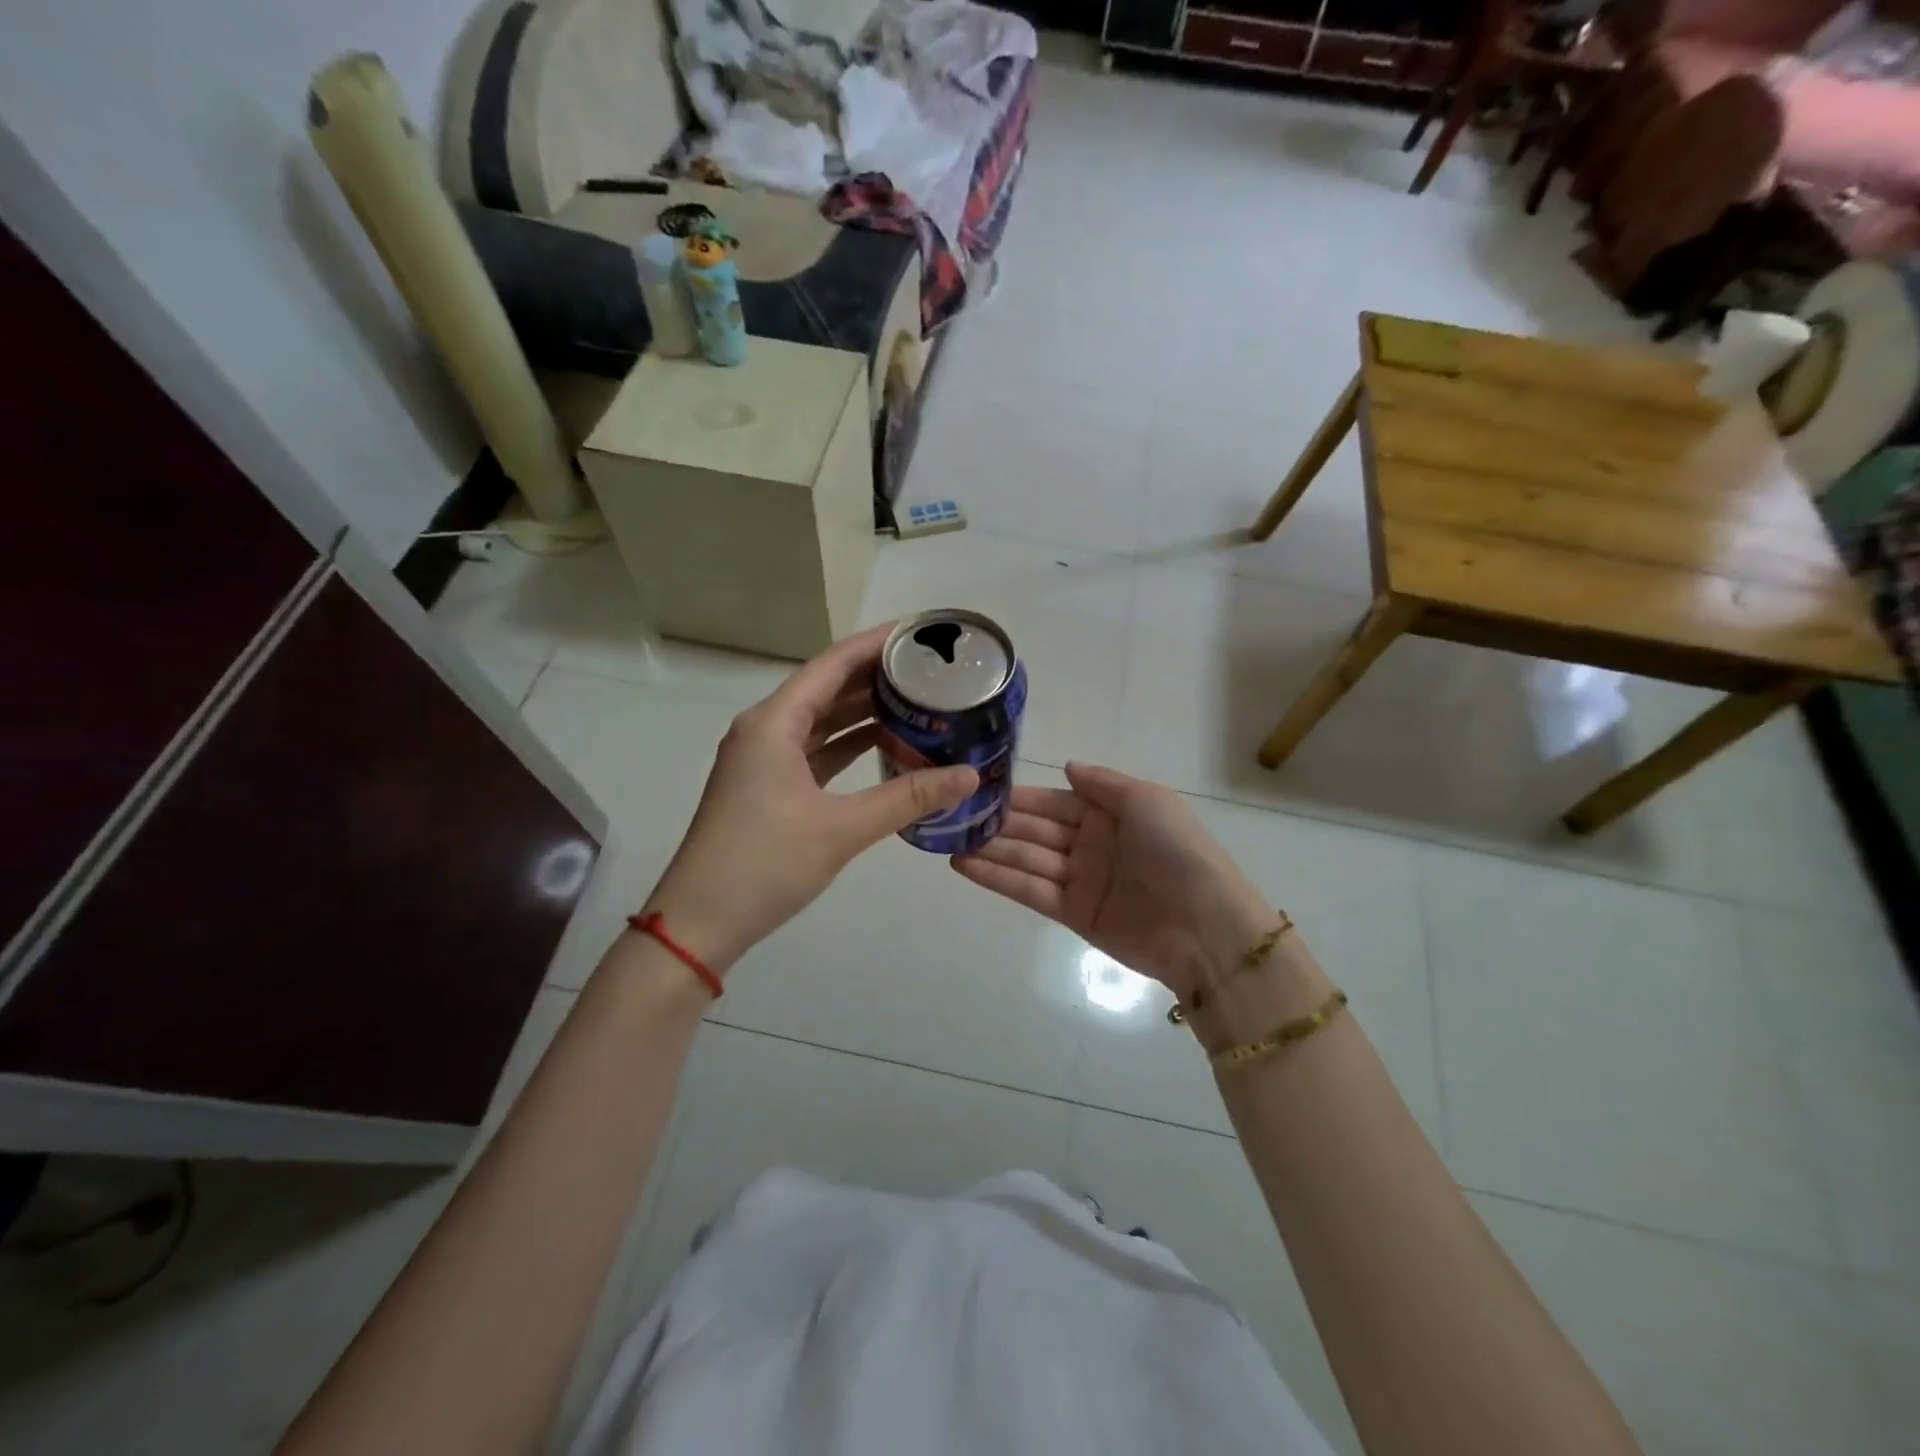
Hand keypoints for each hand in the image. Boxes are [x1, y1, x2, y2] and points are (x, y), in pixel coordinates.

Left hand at [643, 626, 978, 973]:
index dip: (877, 644)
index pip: (833, 663)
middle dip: (876, 676)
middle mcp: (765, 729)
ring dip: (863, 710)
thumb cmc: (765, 865)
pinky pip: (814, 750)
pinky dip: (847, 744)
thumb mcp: (842, 829)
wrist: (700, 923)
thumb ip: (908, 798)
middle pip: (827, 687)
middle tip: (930, 670)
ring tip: (917, 700)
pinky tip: (884, 744)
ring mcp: (763, 759)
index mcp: (774, 722)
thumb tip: (969, 775)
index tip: (920, 633)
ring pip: (821, 720)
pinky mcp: (767, 786)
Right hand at [953, 762, 1276, 1001]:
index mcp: (1109, 813)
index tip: (978, 788)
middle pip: (1035, 830)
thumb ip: (1102, 782)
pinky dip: (997, 878)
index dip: (1019, 797)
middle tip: (951, 816)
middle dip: (997, 823)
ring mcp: (1080, 879)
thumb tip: (1066, 765)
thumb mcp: (1146, 800)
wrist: (1204, 925)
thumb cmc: (1176, 851)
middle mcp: (1090, 843)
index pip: (1053, 801)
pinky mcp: (1073, 913)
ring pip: (1026, 859)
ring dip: (989, 850)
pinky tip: (964, 865)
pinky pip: (1029, 890)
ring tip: (947, 840)